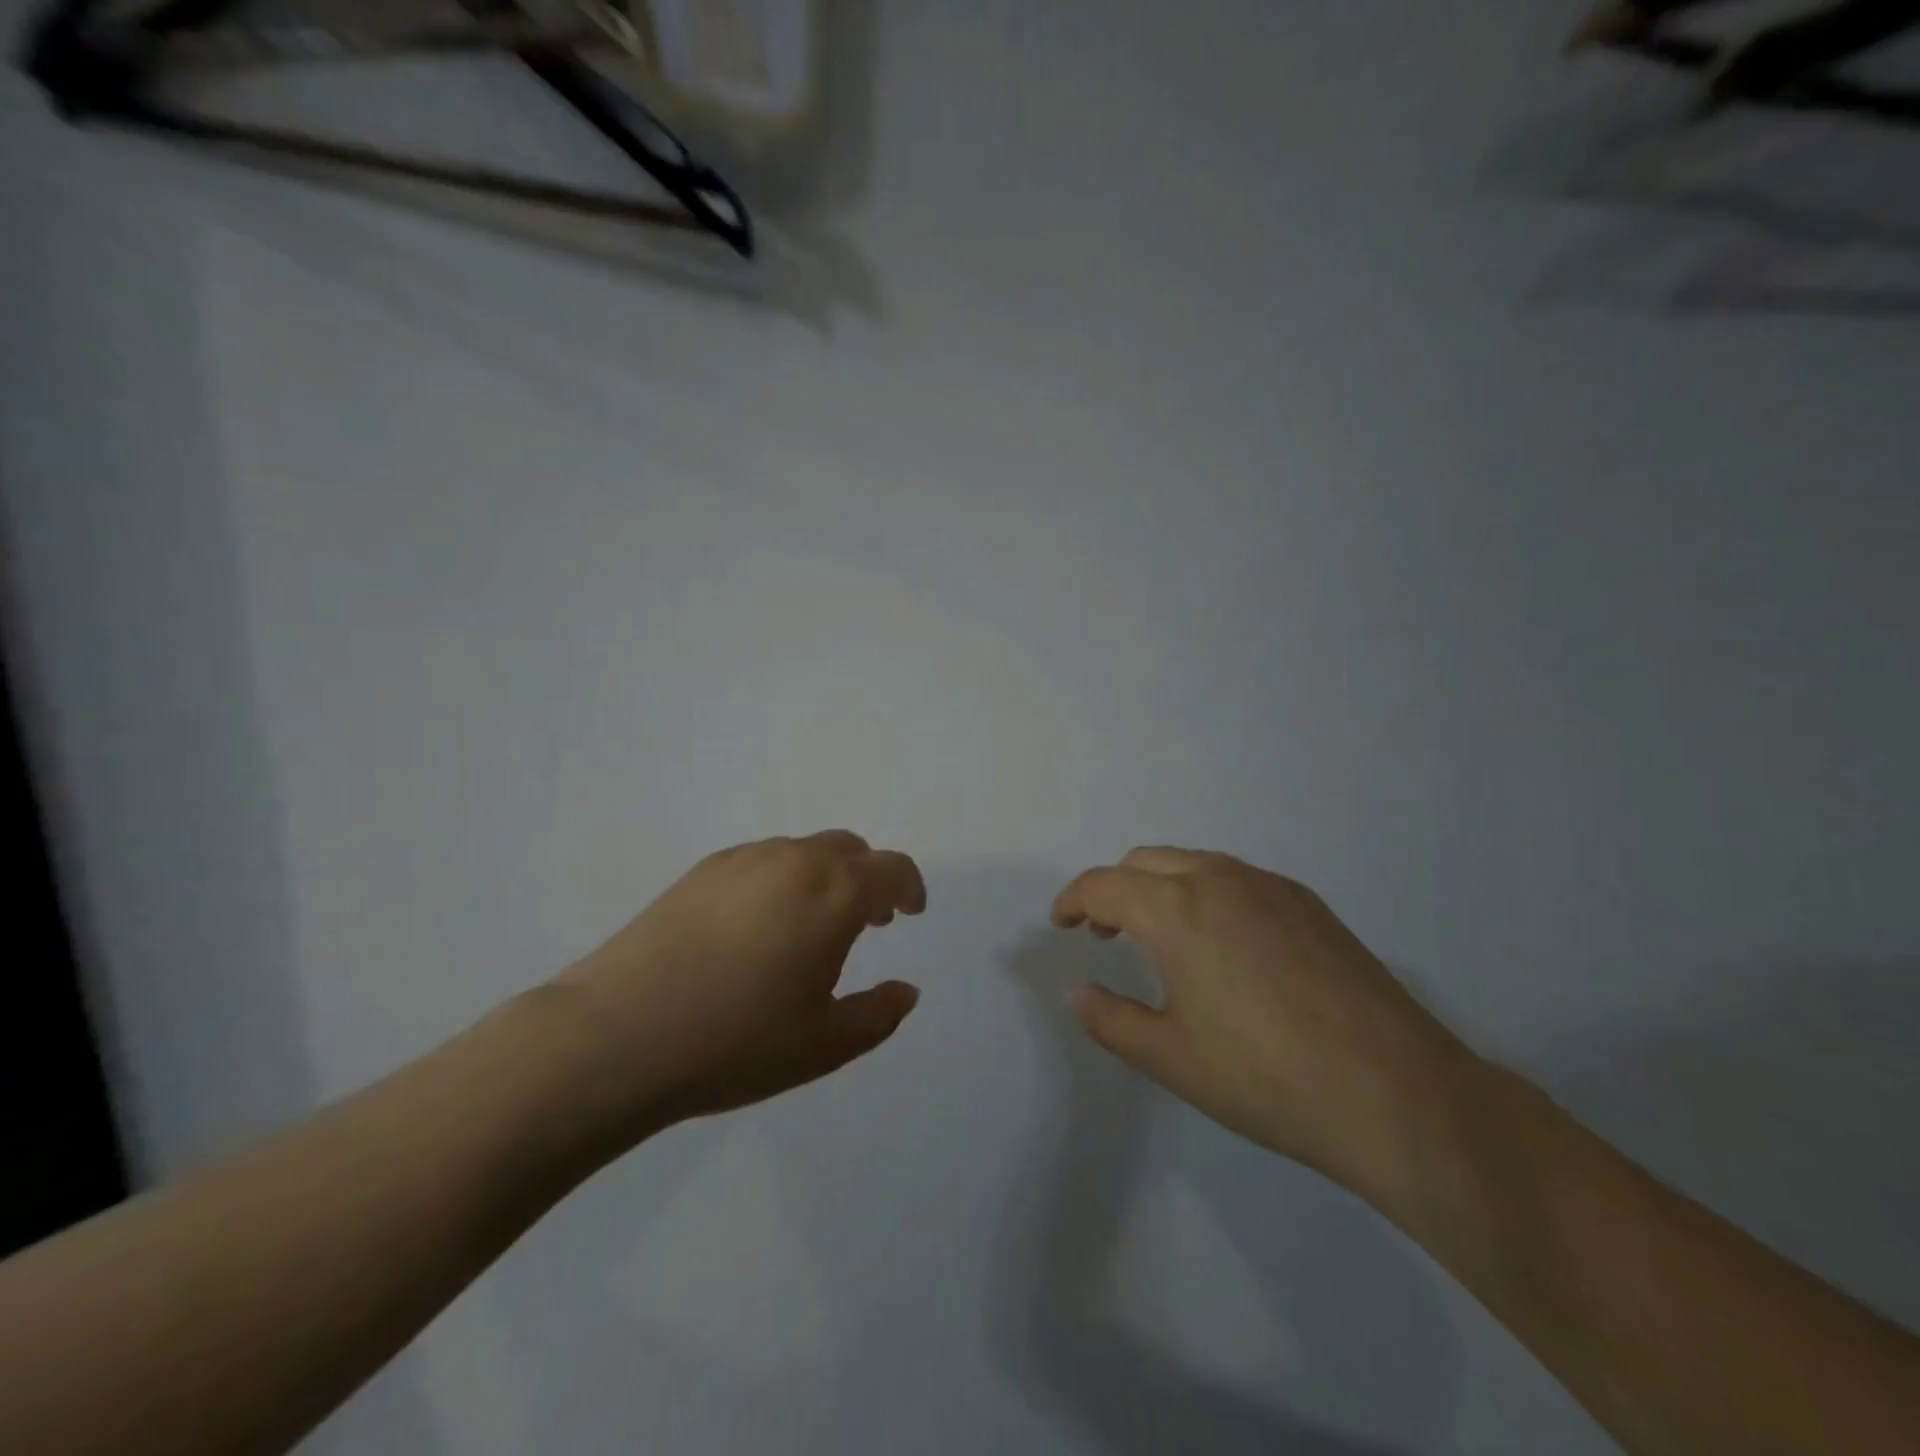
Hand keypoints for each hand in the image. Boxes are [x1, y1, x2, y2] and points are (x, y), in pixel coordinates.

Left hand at [546, 831, 925, 1144]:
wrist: (617, 1035)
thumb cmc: (736, 1042)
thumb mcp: (824, 1045)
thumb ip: (879, 1015)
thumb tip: (906, 991)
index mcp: (834, 893)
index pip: (892, 869)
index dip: (909, 888)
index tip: (910, 913)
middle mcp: (794, 860)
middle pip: (849, 850)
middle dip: (867, 879)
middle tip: (865, 922)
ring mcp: (743, 860)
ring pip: (803, 852)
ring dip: (823, 877)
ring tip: (808, 927)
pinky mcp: (700, 871)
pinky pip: (761, 861)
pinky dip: (781, 880)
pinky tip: (757, 928)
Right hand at [1052, 848, 1481, 1203]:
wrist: (1397, 1094)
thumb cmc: (1265, 1079)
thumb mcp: (1170, 1058)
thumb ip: (1109, 1019)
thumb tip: (1077, 992)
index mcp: (1177, 910)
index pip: (1103, 885)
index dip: (1073, 901)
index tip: (1061, 925)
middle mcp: (1220, 879)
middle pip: (1145, 861)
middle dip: (1114, 890)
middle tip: (1106, 934)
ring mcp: (1270, 886)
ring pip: (1194, 863)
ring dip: (1161, 887)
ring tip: (1162, 938)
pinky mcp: (1309, 903)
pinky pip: (1237, 879)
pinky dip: (1206, 893)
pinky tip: (1224, 945)